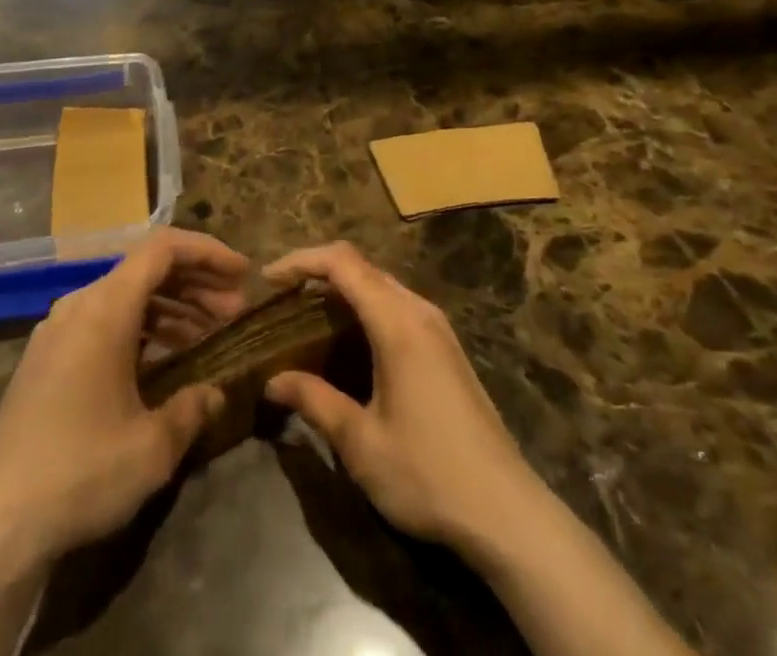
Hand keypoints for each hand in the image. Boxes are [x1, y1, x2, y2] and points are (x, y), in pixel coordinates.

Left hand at [0, 228, 249, 570]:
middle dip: (195, 284)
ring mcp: (57, 330)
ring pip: (124, 296)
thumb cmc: (82, 471)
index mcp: (105, 307)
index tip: (242, 273)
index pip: (163, 249)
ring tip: (207, 335)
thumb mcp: (152, 446)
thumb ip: (192, 407)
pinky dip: (139, 328)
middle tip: (234, 311)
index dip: (207, 252)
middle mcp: (78, 304)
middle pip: (145, 270)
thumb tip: (215, 392)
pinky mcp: (45, 358)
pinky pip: (101, 321)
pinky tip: (161, 361)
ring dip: (169, 308)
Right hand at [262, 241, 541, 555]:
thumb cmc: (428, 474)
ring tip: (306, 321)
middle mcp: (419, 311)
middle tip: (281, 303)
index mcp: (397, 321)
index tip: (267, 281)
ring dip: (342, 293)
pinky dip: (364, 311)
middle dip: (317, 275)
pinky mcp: (446, 349)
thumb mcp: (361, 442)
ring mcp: (438, 329)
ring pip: (380, 286)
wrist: (508, 514)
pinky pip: (396, 307)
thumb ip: (314, 401)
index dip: (301, 261)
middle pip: (361, 267)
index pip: (342, 262)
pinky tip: (348, 347)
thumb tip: (272, 381)